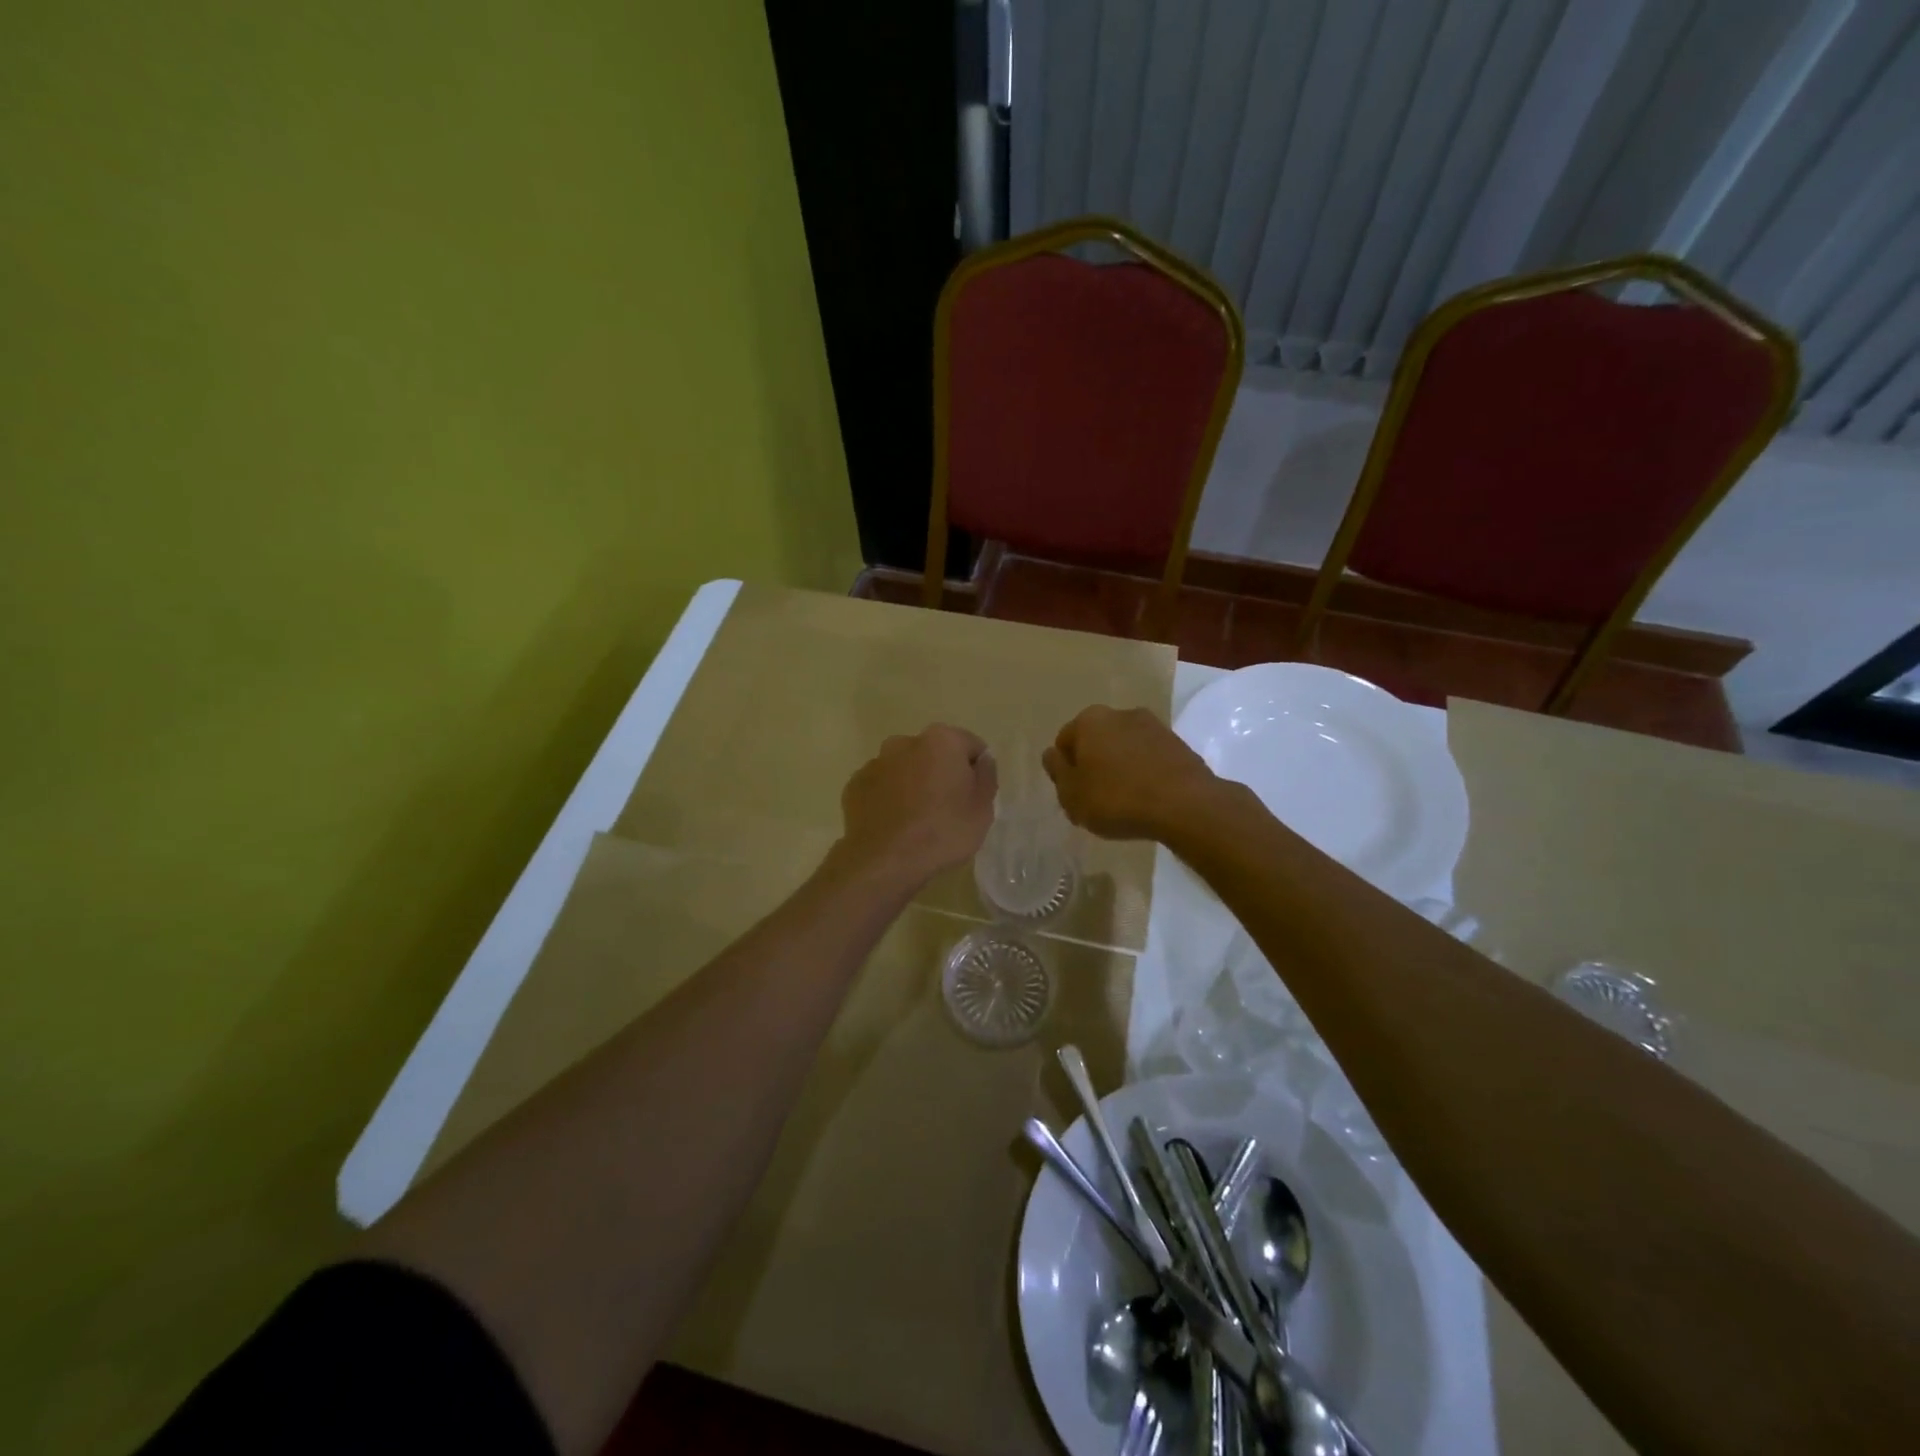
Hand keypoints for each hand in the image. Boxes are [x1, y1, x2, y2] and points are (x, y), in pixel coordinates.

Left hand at [837, 724, 997, 887]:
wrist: (885, 861)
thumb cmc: (943, 831)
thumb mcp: (983, 808)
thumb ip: (986, 775)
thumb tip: (982, 760)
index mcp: (941, 740)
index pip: (970, 746)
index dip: (976, 771)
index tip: (973, 798)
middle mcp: (905, 742)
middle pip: (934, 753)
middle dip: (940, 773)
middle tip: (947, 810)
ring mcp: (875, 763)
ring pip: (904, 769)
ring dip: (913, 784)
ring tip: (917, 820)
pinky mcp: (855, 785)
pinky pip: (881, 787)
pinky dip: (889, 799)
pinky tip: (895, 825)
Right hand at [1042, 705, 1224, 841]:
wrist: (1185, 805)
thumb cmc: (1117, 799)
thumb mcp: (1071, 794)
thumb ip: (1057, 771)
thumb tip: (1052, 754)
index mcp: (1089, 720)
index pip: (1064, 742)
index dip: (1065, 771)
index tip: (1075, 796)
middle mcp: (1120, 713)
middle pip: (1095, 742)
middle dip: (1093, 766)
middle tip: (1096, 800)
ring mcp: (1153, 725)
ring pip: (1124, 748)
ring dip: (1120, 768)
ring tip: (1125, 803)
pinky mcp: (1178, 743)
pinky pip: (1149, 758)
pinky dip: (1144, 773)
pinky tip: (1147, 799)